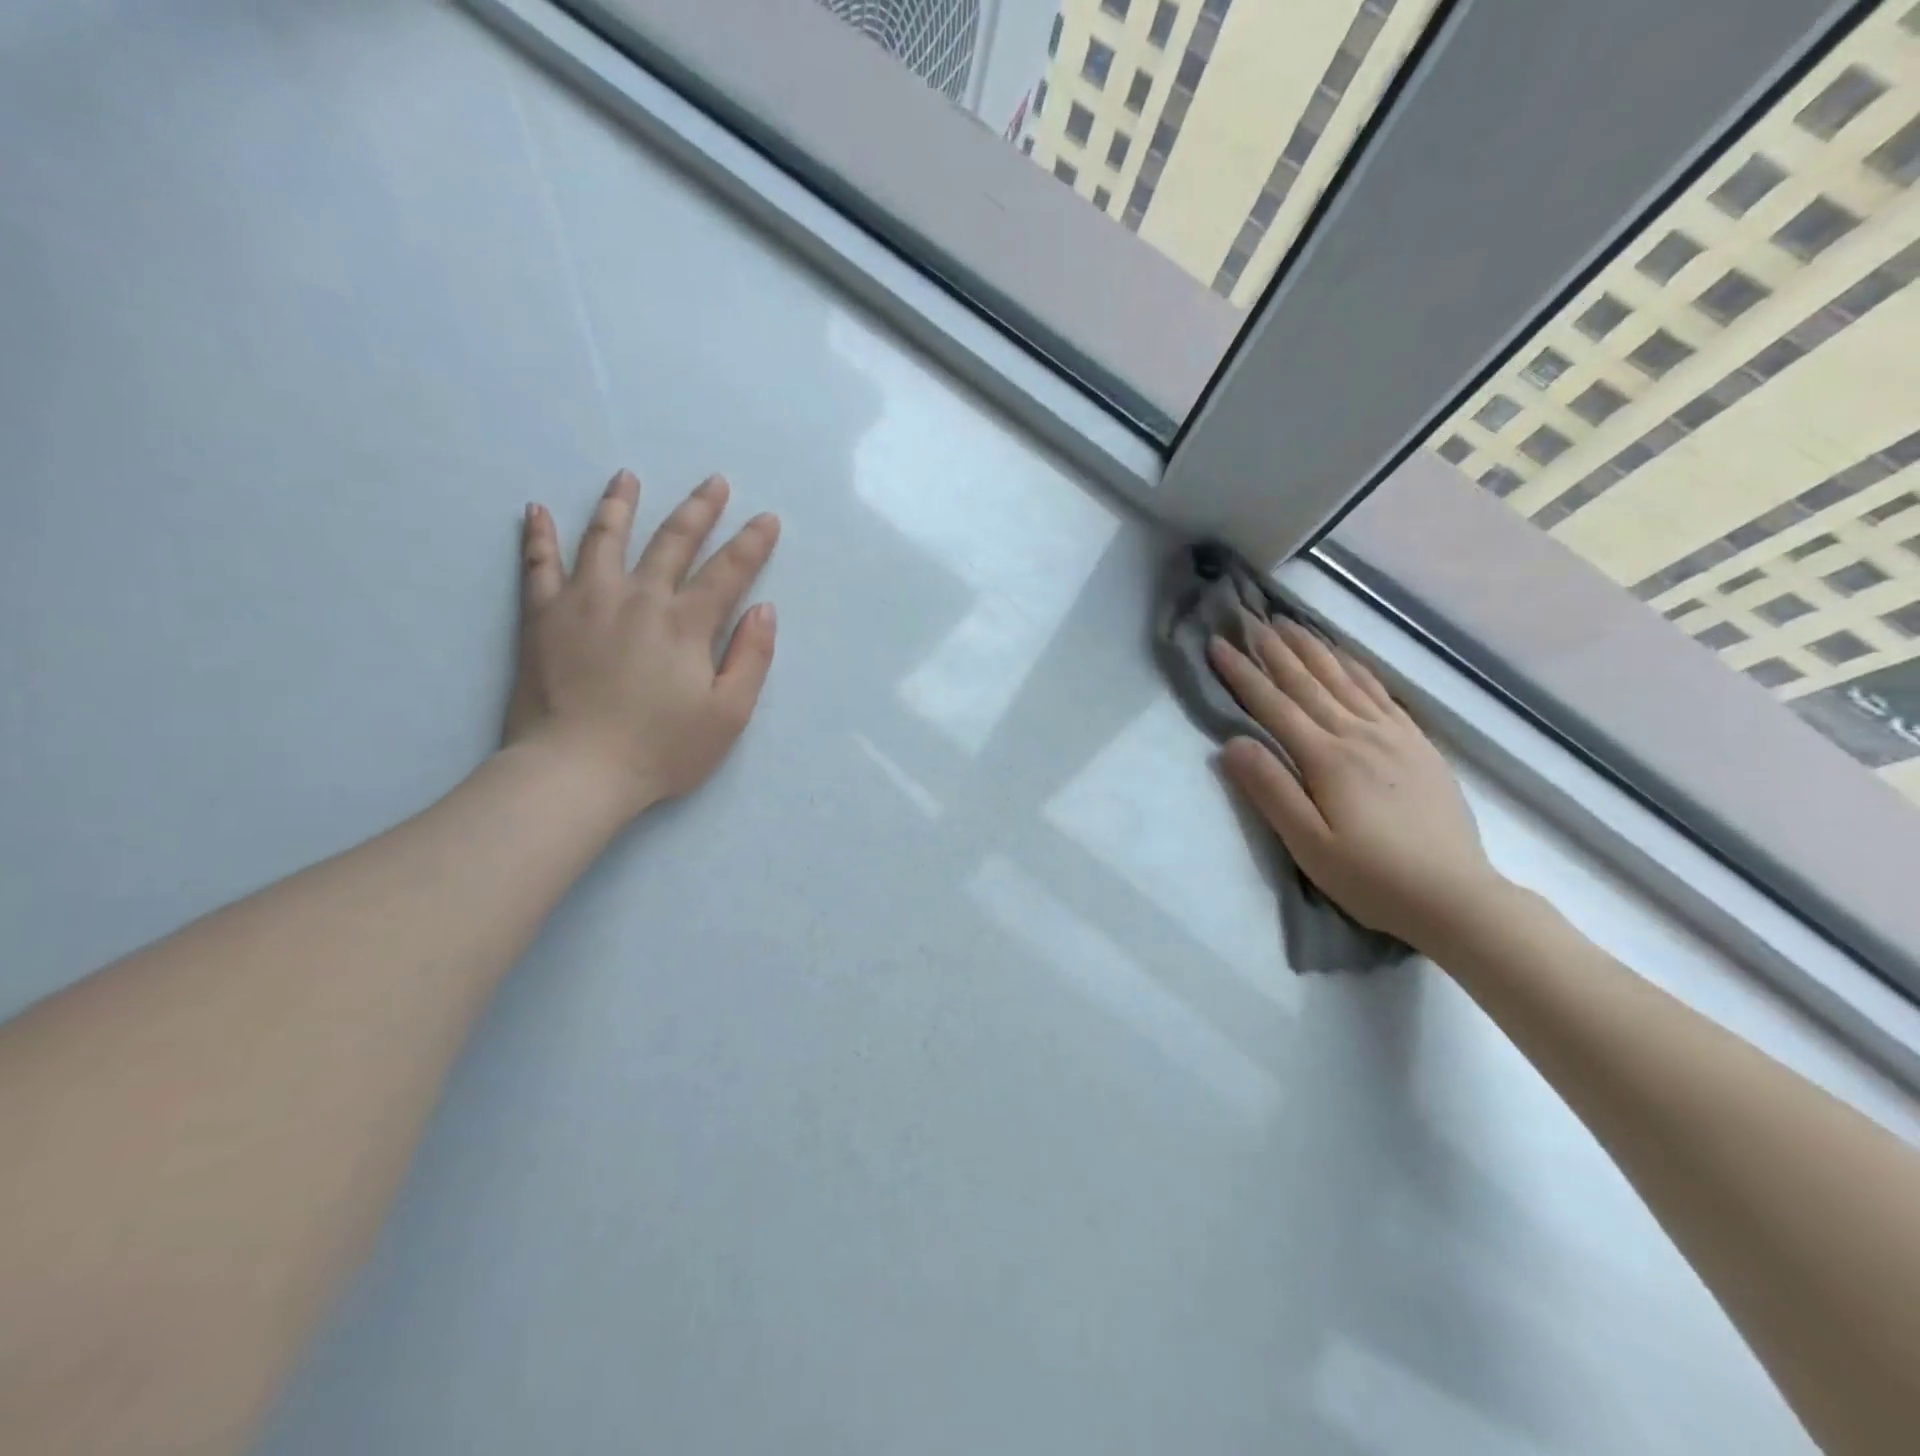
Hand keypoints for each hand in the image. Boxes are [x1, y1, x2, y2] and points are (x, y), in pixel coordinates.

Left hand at [502, 469, 779, 818]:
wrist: (576, 772)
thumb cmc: (661, 750)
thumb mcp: (728, 714)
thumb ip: (751, 658)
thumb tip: (764, 609)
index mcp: (685, 624)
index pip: (727, 571)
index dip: (752, 543)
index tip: (768, 518)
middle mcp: (638, 599)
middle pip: (672, 542)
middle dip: (699, 509)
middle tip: (714, 481)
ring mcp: (585, 602)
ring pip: (603, 539)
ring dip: (620, 505)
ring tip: (627, 477)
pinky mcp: (542, 619)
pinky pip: (537, 566)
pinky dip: (538, 537)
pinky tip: (536, 510)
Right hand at [1209, 616, 1508, 949]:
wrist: (1457, 897)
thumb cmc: (1371, 877)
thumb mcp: (1308, 844)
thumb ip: (1270, 790)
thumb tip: (1233, 742)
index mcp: (1328, 758)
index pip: (1274, 705)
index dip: (1243, 673)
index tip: (1218, 644)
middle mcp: (1359, 735)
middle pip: (1308, 682)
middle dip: (1275, 649)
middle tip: (1249, 617)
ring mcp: (1393, 736)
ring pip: (1345, 679)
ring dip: (1313, 648)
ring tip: (1289, 623)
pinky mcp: (1418, 745)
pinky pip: (1382, 693)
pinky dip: (1358, 668)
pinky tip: (1346, 657)